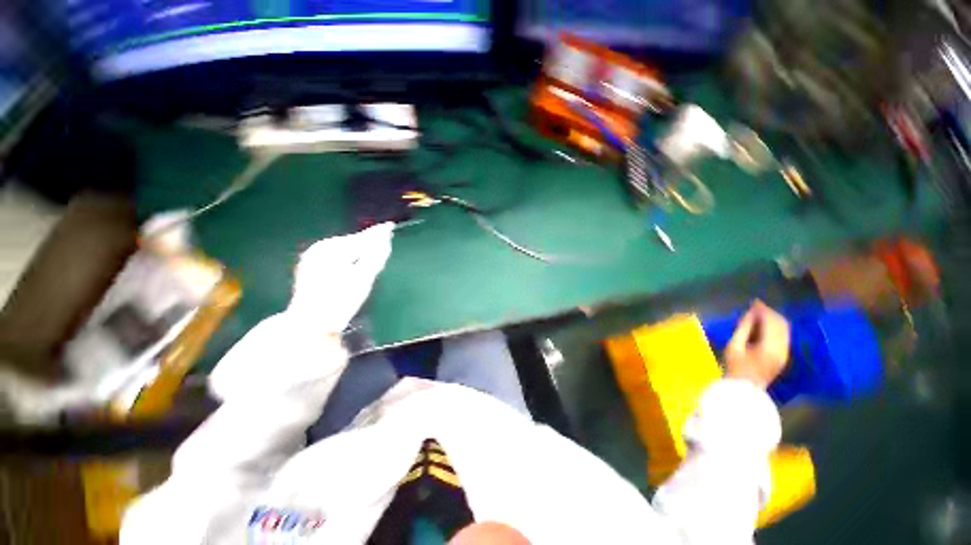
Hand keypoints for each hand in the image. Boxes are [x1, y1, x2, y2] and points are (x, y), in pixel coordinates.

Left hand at [288, 223, 394, 332]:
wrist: (310, 325)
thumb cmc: (340, 302)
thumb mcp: (363, 279)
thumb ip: (376, 256)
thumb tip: (385, 239)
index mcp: (332, 249)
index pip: (361, 238)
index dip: (377, 233)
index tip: (390, 226)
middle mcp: (319, 249)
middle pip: (352, 242)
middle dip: (368, 241)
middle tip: (384, 238)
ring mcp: (312, 257)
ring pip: (343, 248)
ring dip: (359, 249)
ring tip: (373, 249)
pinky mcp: (309, 267)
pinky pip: (334, 255)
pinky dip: (348, 256)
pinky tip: (354, 261)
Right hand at [724, 300, 789, 388]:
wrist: (745, 389)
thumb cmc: (735, 367)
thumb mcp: (734, 346)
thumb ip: (743, 328)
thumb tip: (750, 313)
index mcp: (770, 346)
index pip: (771, 322)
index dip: (763, 310)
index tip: (754, 302)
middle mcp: (782, 348)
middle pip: (782, 324)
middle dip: (770, 312)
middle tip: (756, 306)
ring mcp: (785, 352)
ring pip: (785, 329)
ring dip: (773, 319)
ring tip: (759, 314)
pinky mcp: (783, 355)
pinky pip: (783, 335)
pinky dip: (775, 327)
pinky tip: (763, 325)